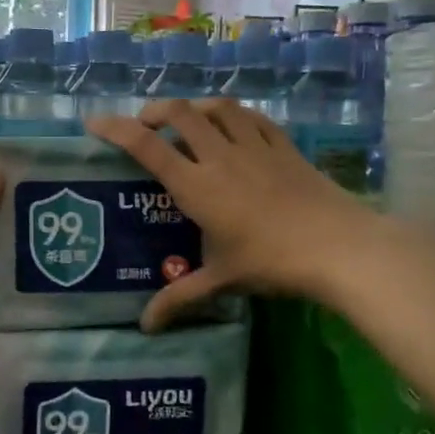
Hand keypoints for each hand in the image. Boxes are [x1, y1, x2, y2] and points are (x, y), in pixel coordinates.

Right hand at [86, 99, 380, 328]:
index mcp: (196, 185)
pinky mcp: (284, 147)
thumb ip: (180, 297)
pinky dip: (234, 115)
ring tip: (186, 120)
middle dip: (155, 111)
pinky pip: (253, 118)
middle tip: (146, 125)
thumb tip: (145, 326)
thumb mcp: (221, 280)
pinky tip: (233, 125)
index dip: (116, 129)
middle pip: (180, 113)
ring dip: (194, 107)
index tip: (95, 122)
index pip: (146, 146)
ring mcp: (255, 147)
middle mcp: (220, 156)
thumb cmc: (272, 262)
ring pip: (217, 108)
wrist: (340, 247)